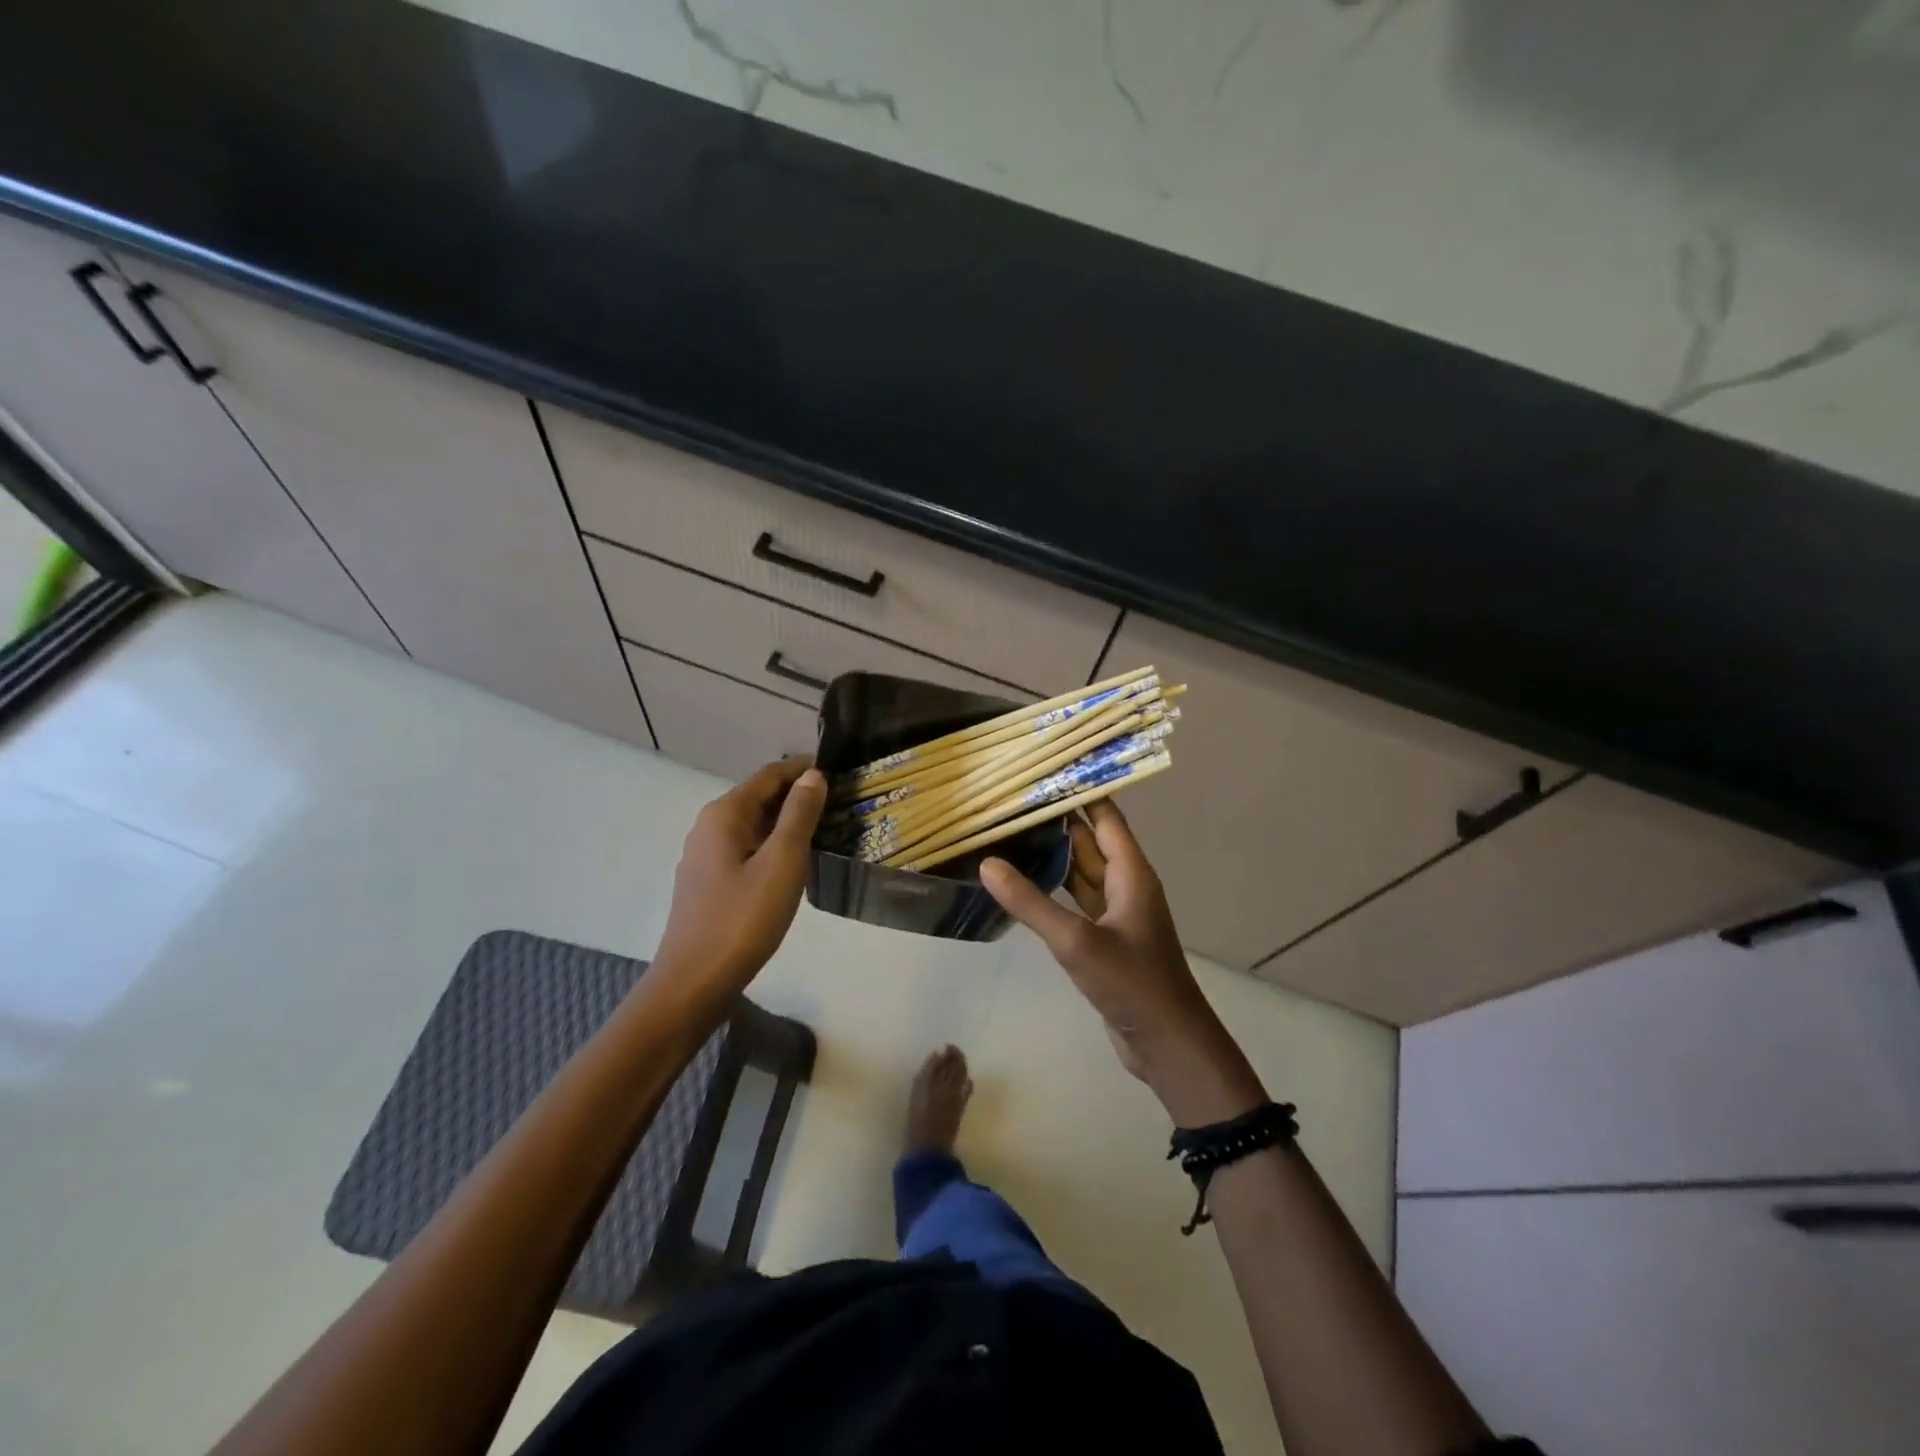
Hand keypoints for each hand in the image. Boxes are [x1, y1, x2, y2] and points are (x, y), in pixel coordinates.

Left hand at [653, 758, 826, 993]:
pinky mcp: (709, 881)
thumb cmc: (743, 920)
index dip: (805, 769)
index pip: (770, 774)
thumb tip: (813, 775)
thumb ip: (799, 815)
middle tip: (841, 803)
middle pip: (760, 797)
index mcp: (725, 814)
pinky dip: (773, 845)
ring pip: (754, 825)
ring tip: (826, 830)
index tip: (841, 773)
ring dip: (787, 822)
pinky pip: (746, 849)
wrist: (694, 983)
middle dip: (798, 795)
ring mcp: (705, 856)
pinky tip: (795, 863)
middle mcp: (710, 826)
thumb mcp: (782, 863)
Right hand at [981, 802, 1264, 1125]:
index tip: (1039, 772)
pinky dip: (1052, 889)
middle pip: (1089, 841)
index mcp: (1131, 872)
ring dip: (1052, 855)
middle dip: (1055, 821)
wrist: (1167, 1043)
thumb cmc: (1131, 983)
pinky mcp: (1104, 938)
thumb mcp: (1076, 941)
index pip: (1104, 817)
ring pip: (1081, 872)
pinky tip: (1022, 883)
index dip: (1078, 792)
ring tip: (1009, 833)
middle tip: (1010, 801)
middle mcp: (1126, 884)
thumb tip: (987, 863)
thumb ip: (1031, 902)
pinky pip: (1075, 901)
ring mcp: (1116, 913)